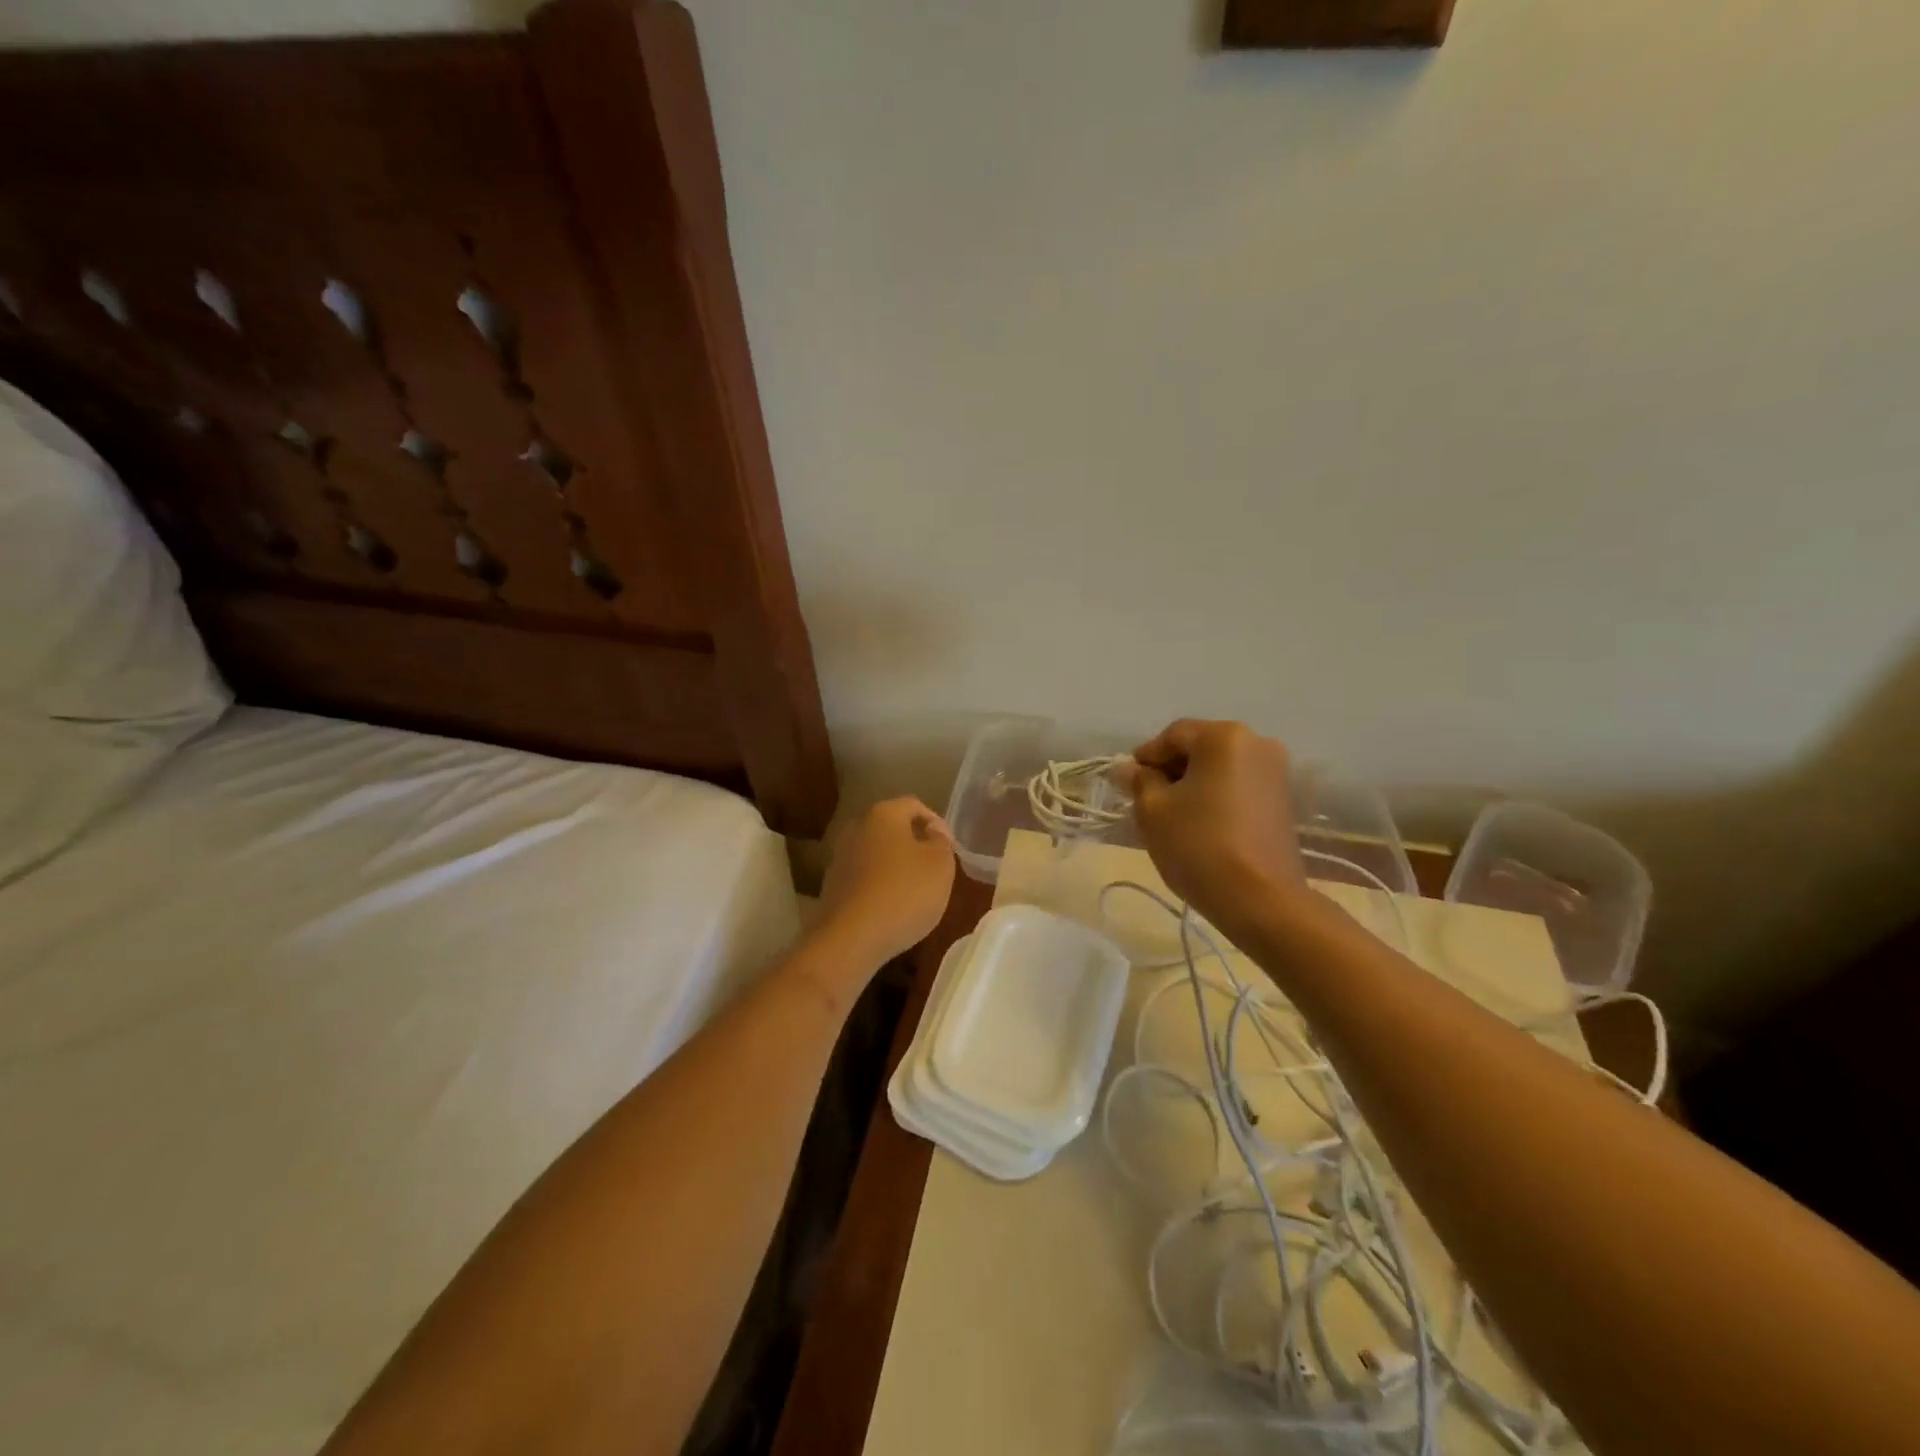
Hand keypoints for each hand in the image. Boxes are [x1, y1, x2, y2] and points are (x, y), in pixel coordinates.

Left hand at [818, 797, 956, 965]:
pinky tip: (894, 907)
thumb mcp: (940, 864)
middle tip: (936, 866)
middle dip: (916, 844)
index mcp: (883, 814)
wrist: (851, 939)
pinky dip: (882, 885)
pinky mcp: (833, 886)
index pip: (915, 805)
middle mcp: (856, 828)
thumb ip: (941, 842)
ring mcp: (840, 857)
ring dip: (898, 866)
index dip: (937, 823)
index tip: (950, 848)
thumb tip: (932, 833)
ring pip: (878, 853)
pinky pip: (865, 877)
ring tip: (918, 890)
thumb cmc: (904, 893)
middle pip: (893, 828)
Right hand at [1122, 720, 1305, 942]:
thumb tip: (1128, 768)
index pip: (1173, 735)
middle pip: (1200, 748)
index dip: (1146, 757)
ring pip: (1220, 768)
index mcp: (1224, 737)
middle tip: (1147, 801)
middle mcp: (1257, 744)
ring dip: (1194, 784)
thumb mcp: (1153, 811)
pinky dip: (1216, 797)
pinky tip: (1201, 824)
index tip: (1128, 784)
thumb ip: (1139, 781)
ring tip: (1173, 816)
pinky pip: (1238, 786)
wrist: (1260, 899)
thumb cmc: (1199, 845)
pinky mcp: (1283, 801)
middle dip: (1171, 770)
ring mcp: (1276, 773)